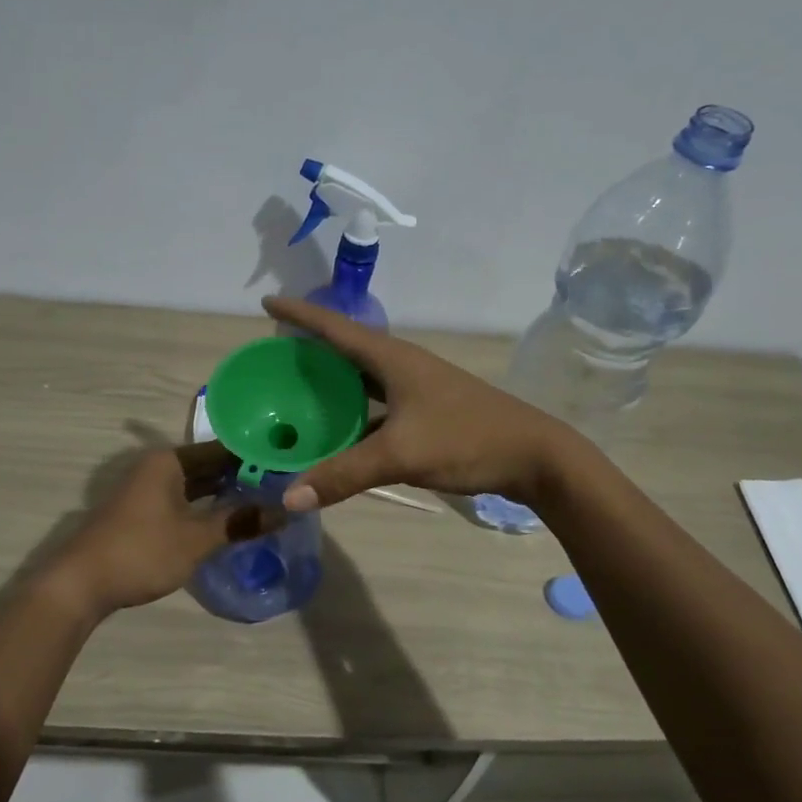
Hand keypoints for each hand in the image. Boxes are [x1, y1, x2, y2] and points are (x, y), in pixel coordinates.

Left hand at [51, 442, 282, 614]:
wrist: (79, 583)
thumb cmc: (141, 551)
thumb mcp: (196, 538)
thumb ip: (239, 522)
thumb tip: (284, 511)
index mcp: (168, 461)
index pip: (222, 450)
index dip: (254, 458)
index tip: (286, 466)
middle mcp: (157, 468)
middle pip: (208, 467)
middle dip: (242, 478)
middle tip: (283, 488)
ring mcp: (146, 491)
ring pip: (195, 487)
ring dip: (224, 496)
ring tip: (264, 505)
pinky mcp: (141, 514)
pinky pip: (183, 502)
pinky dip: (205, 509)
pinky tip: (228, 523)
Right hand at [262, 295, 570, 510]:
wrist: (534, 456)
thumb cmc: (466, 439)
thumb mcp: (400, 455)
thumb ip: (343, 475)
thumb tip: (288, 498)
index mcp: (392, 359)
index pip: (334, 328)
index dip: (299, 315)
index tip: (267, 303)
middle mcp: (401, 366)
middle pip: (344, 350)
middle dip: (308, 349)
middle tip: (272, 358)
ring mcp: (415, 390)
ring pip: (361, 381)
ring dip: (330, 385)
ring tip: (294, 393)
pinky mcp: (425, 413)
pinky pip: (375, 407)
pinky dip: (352, 416)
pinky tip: (336, 434)